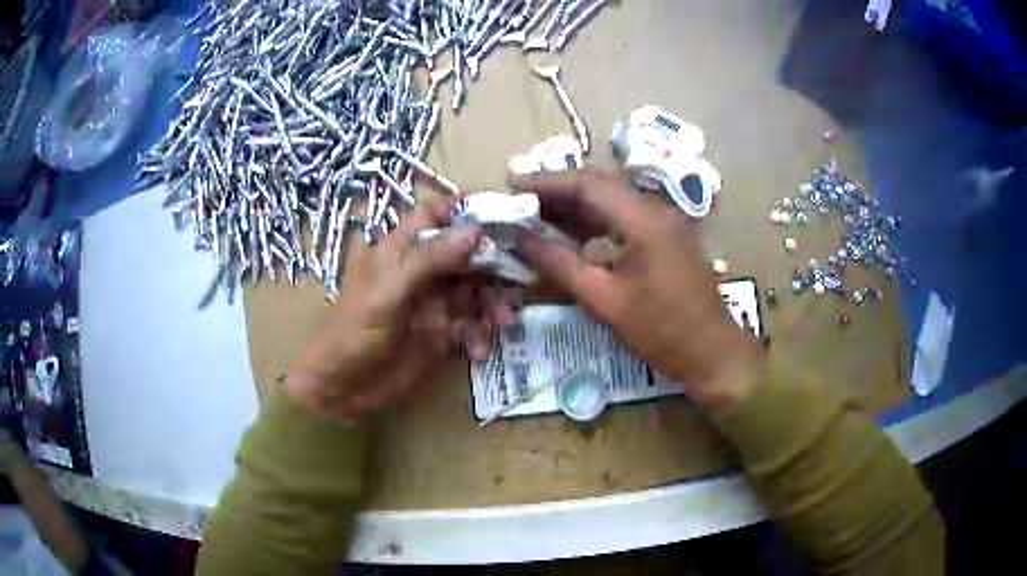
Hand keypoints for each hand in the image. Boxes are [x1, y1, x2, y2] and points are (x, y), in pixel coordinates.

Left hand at [285, 196, 510, 417]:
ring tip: (501, 323)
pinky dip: (481, 334)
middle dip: (493, 264)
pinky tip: (478, 350)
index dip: (467, 210)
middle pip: (467, 252)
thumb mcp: (387, 291)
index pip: (437, 214)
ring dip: (492, 303)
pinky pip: (472, 325)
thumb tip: (475, 230)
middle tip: (520, 277)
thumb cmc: (353, 332)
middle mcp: (421, 270)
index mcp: (401, 249)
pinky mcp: (441, 333)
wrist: (340, 389)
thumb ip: (429, 259)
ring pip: (476, 290)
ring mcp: (433, 302)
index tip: (504, 216)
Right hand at [514, 168, 765, 410]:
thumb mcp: (605, 300)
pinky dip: (595, 222)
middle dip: (558, 190)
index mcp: (643, 219)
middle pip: (600, 185)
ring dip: (575, 205)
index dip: (546, 182)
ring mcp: (664, 222)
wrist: (712, 352)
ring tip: (536, 215)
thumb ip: (561, 265)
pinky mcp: (666, 237)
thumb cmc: (661, 330)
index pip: (587, 184)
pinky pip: (624, 218)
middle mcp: (655, 209)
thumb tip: (521, 239)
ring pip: (612, 200)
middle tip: (520, 200)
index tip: (511, 184)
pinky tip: (572, 234)